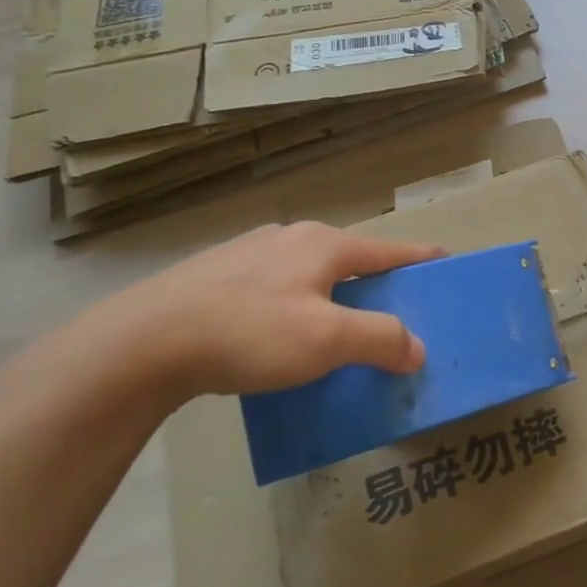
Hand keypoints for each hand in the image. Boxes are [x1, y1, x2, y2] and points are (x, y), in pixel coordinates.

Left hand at [79, 221, 443, 402]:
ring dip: (332, 295)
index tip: (445, 261)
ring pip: (308, 272)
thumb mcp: (327, 340)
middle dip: (374, 281)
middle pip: (349, 259)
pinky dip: (295, 305)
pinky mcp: (214, 276)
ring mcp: (247, 254)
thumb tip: (416, 348)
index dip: (420, 258)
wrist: (141, 343)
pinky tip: (279, 335)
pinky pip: (274, 287)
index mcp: (323, 244)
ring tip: (336, 327)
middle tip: (393, 309)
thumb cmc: (249, 332)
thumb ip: (381, 339)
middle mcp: (289, 238)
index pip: (387, 250)